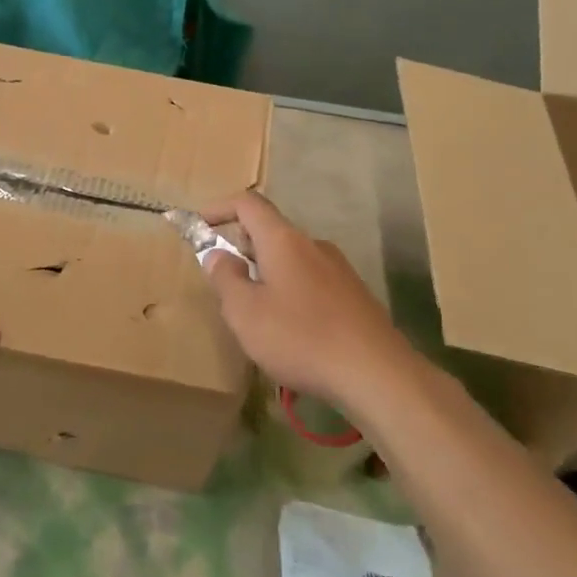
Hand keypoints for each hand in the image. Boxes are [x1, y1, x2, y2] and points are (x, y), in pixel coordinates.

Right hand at [200, 190, 418, 414]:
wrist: (376, 373)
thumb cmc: (300, 337)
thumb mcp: (245, 312)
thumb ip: (225, 279)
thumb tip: (219, 255)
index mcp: (284, 240)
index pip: (248, 204)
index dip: (220, 208)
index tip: (200, 226)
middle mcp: (313, 245)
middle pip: (271, 232)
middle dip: (242, 249)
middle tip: (225, 283)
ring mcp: (339, 269)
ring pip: (292, 260)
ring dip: (267, 275)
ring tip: (257, 315)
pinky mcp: (354, 295)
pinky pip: (312, 283)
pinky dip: (291, 294)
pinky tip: (292, 332)